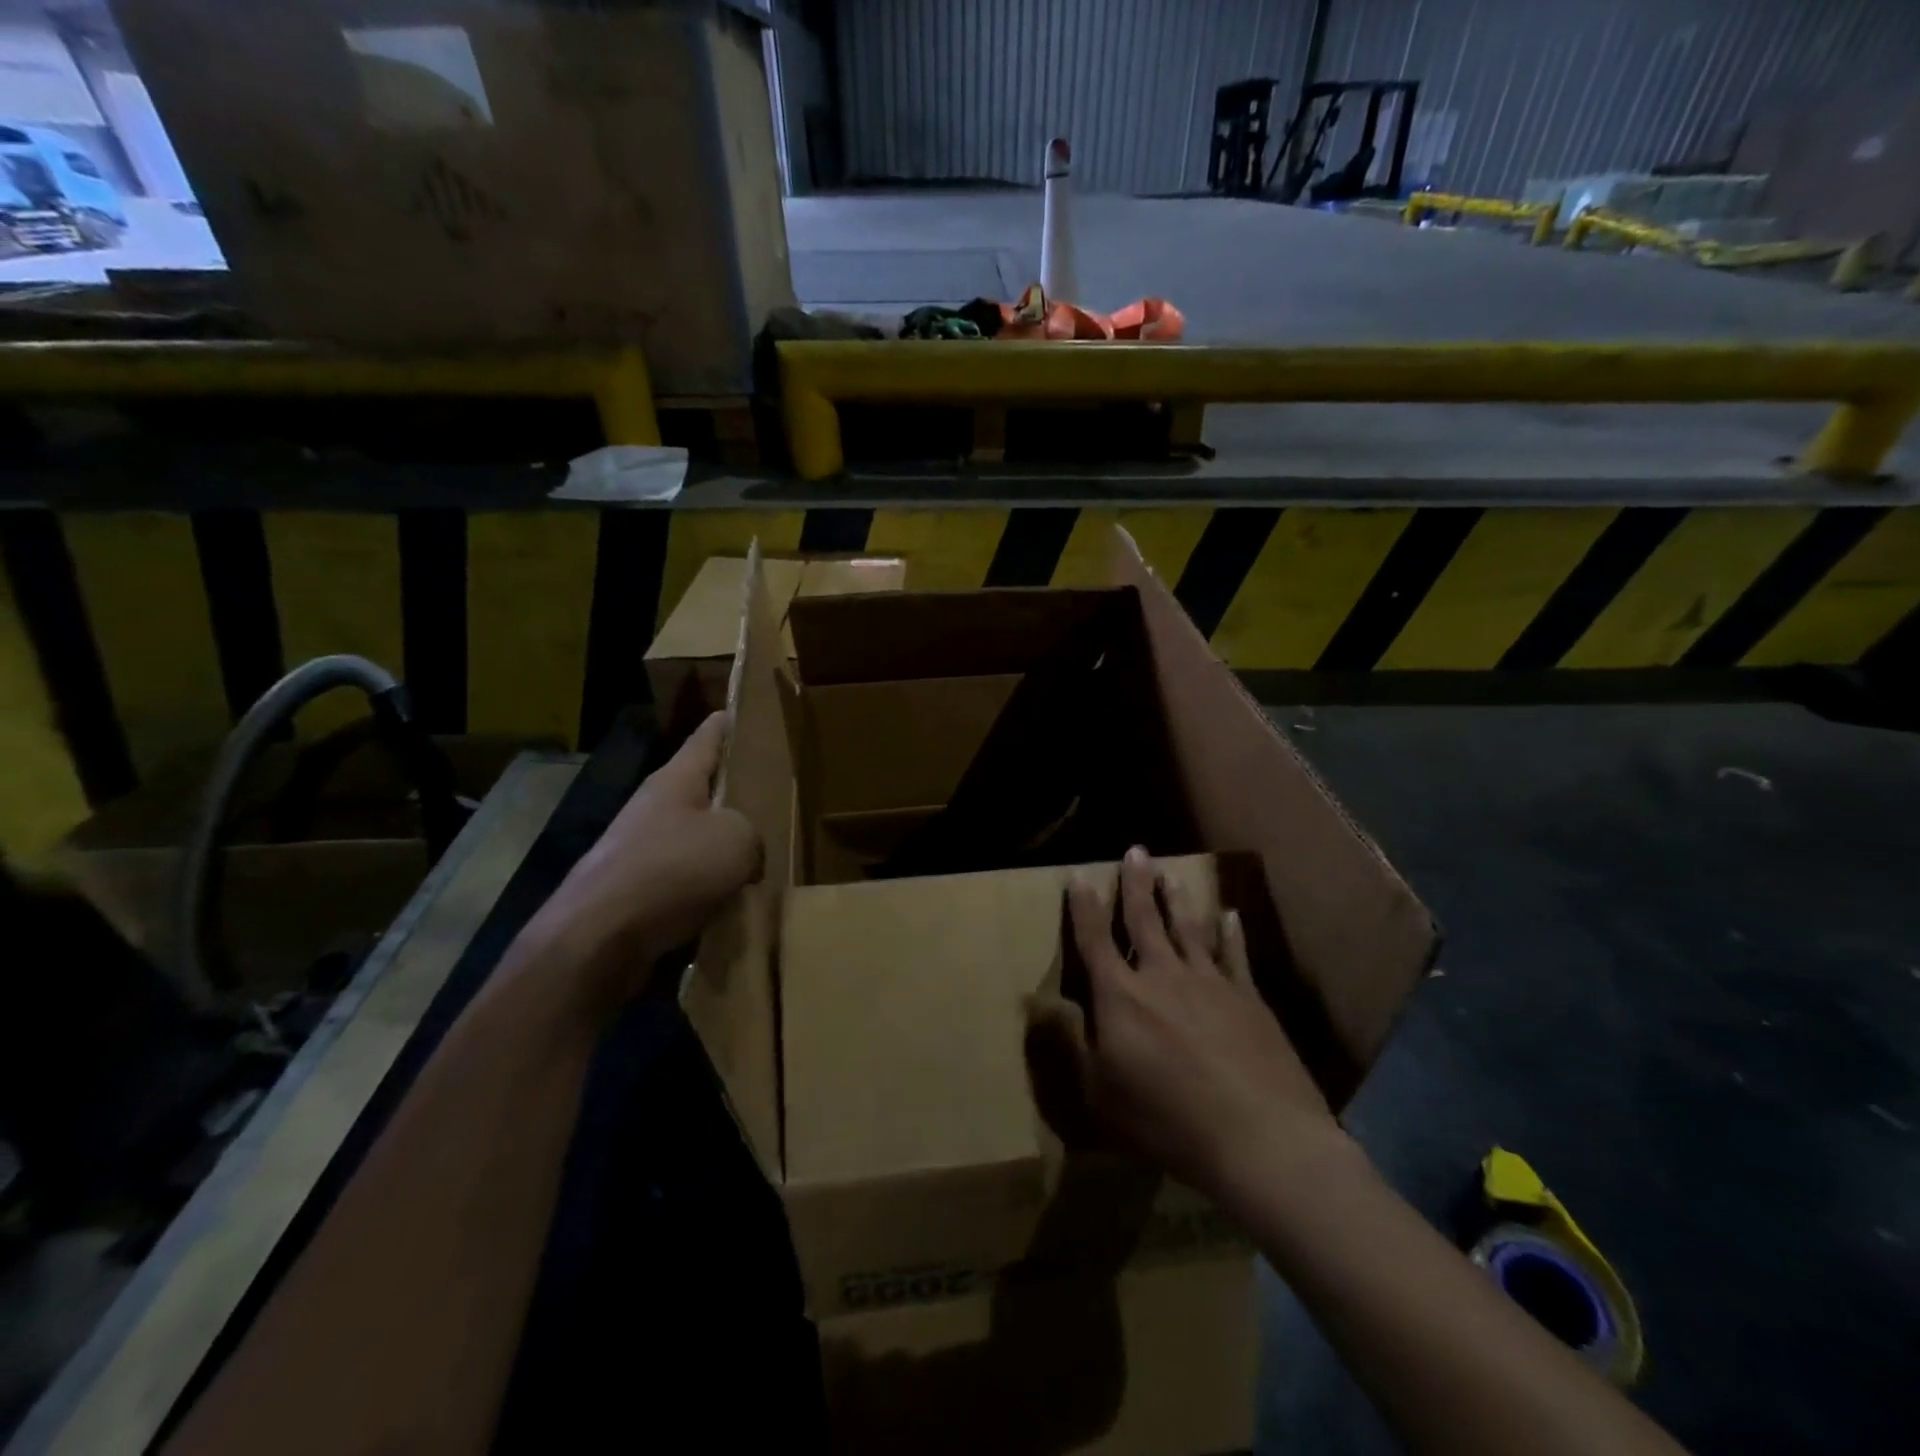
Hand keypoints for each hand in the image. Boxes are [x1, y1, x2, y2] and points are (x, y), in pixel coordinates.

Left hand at [538, 713, 762, 1004]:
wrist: (598, 939)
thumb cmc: (672, 871)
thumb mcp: (738, 840)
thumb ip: (752, 834)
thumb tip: (744, 856)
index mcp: (676, 780)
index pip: (708, 735)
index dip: (730, 721)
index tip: (749, 710)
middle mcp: (653, 807)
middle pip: (701, 789)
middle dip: (734, 791)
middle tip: (774, 795)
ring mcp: (638, 849)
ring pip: (693, 837)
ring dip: (721, 846)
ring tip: (761, 857)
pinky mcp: (633, 891)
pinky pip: (682, 879)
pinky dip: (706, 886)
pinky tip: (730, 902)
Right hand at [1032, 846, 1344, 1199]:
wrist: (1259, 1138)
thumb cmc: (1168, 1122)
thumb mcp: (1100, 1094)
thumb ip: (1072, 1045)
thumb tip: (1044, 1005)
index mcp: (1121, 997)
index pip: (1095, 940)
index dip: (1084, 907)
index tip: (1079, 875)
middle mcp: (1163, 976)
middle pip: (1144, 920)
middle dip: (1136, 885)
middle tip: (1136, 851)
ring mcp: (1210, 983)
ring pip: (1188, 928)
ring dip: (1176, 899)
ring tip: (1170, 872)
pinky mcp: (1248, 998)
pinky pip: (1235, 955)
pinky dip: (1230, 933)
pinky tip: (1230, 914)